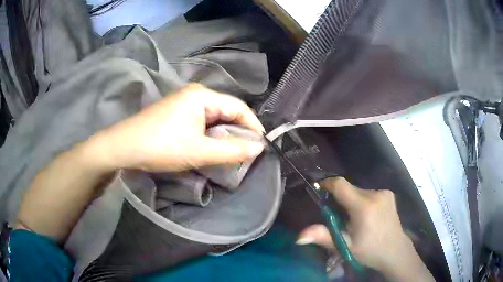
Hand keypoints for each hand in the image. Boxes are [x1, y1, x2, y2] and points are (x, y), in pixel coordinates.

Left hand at [92, 84, 264, 172]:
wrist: (123, 147)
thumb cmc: (161, 147)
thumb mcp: (199, 151)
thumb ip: (231, 150)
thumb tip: (259, 148)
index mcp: (202, 96)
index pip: (238, 107)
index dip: (253, 125)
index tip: (262, 145)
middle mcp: (195, 94)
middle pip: (226, 110)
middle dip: (239, 130)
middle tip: (248, 151)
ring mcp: (184, 102)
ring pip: (214, 116)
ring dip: (224, 133)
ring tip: (232, 151)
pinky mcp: (176, 112)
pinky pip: (202, 120)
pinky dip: (211, 133)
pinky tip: (212, 145)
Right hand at [297, 177, 433, 281]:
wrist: (395, 251)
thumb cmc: (370, 251)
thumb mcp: (345, 246)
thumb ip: (324, 237)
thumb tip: (299, 237)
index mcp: (364, 206)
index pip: (341, 185)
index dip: (327, 184)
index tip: (319, 190)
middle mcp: (375, 194)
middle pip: (350, 189)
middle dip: (340, 199)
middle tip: (339, 218)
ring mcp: (384, 193)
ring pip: (359, 191)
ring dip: (352, 201)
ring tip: (354, 220)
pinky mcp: (389, 194)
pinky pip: (369, 193)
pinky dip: (363, 201)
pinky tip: (367, 216)